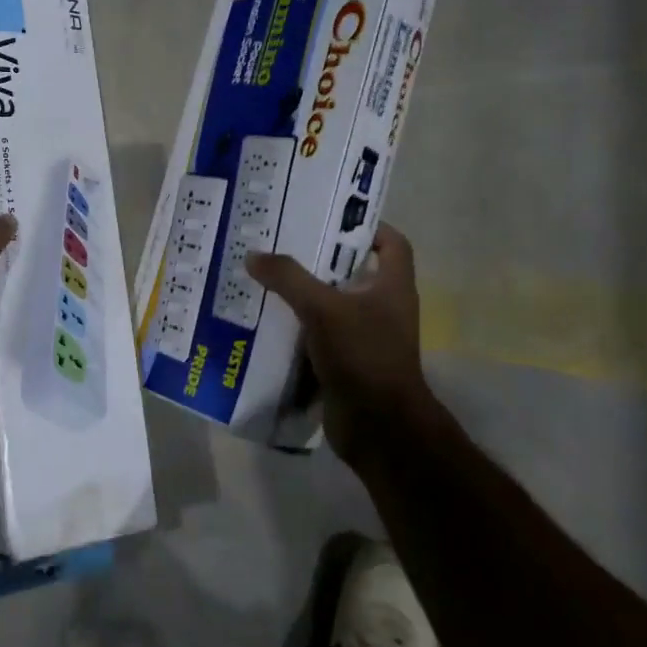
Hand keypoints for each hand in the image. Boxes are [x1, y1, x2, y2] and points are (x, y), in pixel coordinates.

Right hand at [246, 223, 433, 462]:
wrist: (379, 428)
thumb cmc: (363, 356)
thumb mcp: (323, 309)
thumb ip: (288, 279)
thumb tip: (254, 256)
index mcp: (392, 286)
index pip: (392, 243)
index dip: (367, 226)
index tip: (328, 218)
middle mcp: (382, 308)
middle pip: (351, 271)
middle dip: (318, 258)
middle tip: (280, 242)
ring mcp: (364, 337)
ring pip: (330, 304)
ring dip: (301, 293)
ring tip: (263, 276)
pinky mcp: (344, 361)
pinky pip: (317, 334)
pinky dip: (295, 326)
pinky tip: (264, 319)